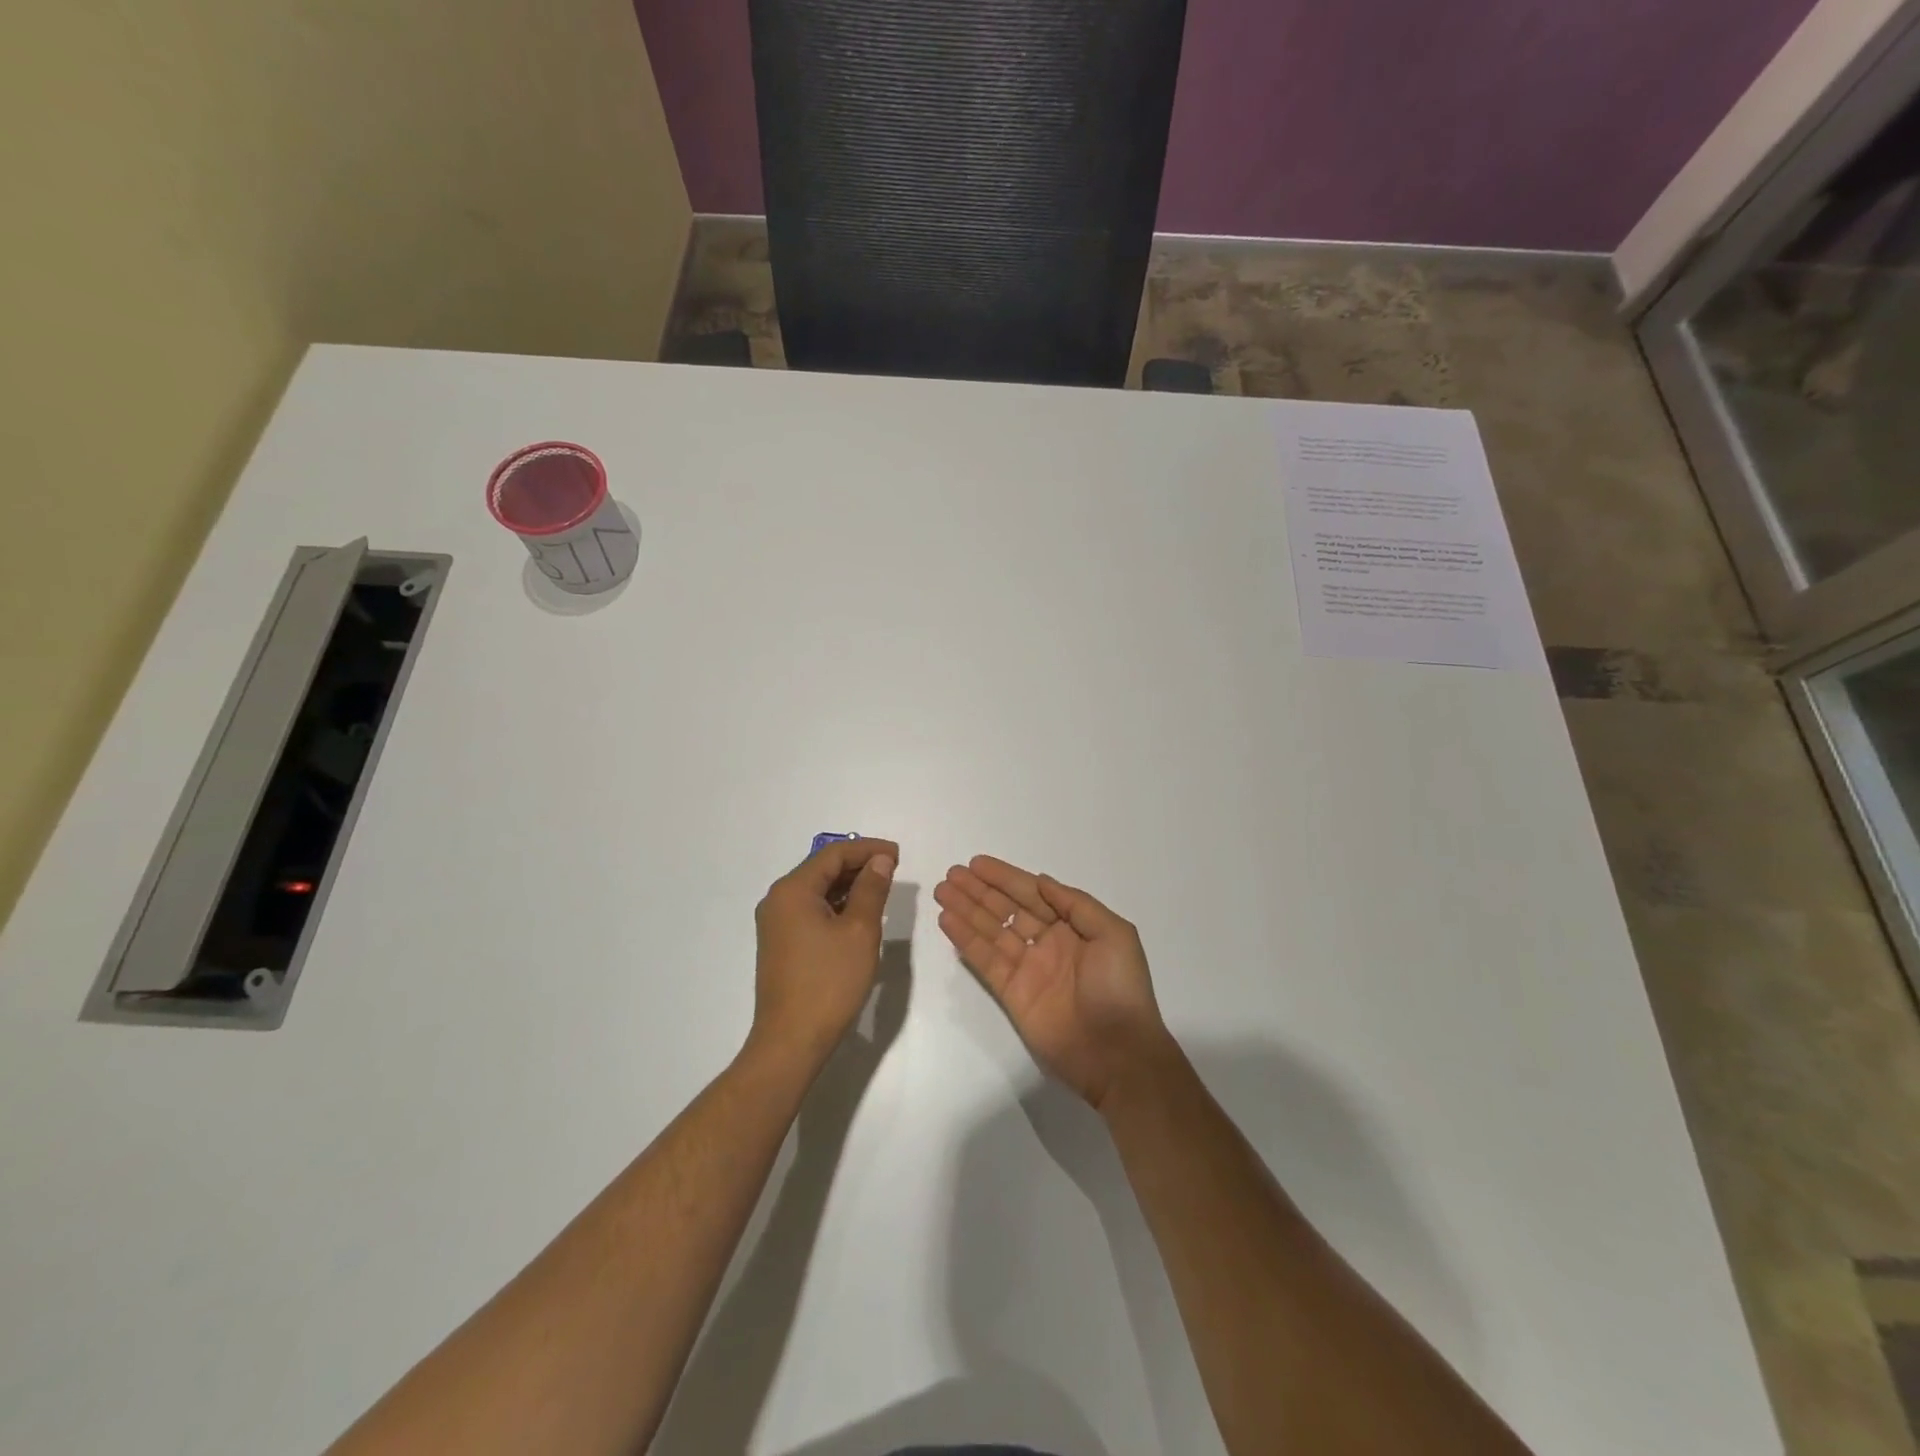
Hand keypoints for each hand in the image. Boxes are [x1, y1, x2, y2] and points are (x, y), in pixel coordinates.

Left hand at [750, 838, 897, 1069]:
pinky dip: (836, 906)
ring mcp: (776, 924)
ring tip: (881, 890)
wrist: (791, 1041)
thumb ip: (871, 889)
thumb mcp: (860, 931)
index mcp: (792, 890)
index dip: (867, 849)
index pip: (833, 854)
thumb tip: (879, 860)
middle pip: (822, 869)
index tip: (898, 855)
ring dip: (849, 886)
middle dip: (858, 865)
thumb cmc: (829, 982)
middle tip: (893, 870)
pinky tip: (859, 915)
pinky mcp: (781, 944)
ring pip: (817, 890)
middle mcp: (778, 900)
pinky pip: (811, 911)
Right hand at [935, 856, 1168, 1109]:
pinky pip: (985, 960)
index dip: (1005, 878)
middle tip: (951, 873)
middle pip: (1007, 909)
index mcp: (1073, 927)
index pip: (1032, 894)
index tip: (977, 864)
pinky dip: (966, 940)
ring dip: (967, 910)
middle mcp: (1047, 943)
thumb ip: (1076, 904)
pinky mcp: (1011, 994)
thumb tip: (1041, 881)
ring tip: (942, 890)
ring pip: (991, 931)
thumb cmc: (1120, 988)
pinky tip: (948, 921)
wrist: (1117, 1053)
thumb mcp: (1114, 934)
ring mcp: (1027, 969)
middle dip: (979, 890)